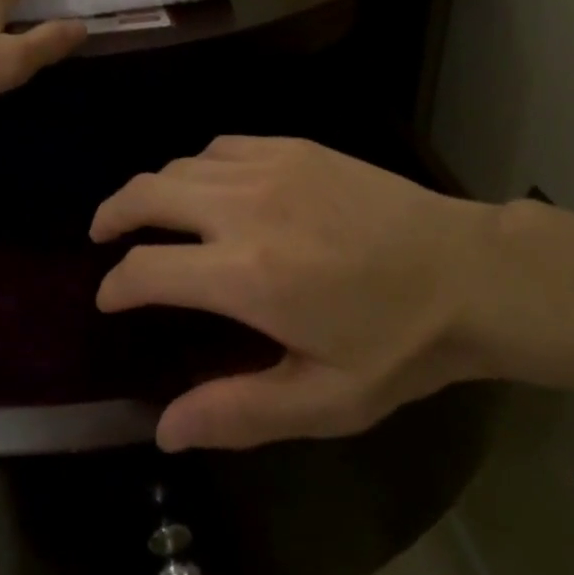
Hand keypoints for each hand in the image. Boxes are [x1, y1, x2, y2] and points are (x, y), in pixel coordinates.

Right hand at [91, 136, 492, 450]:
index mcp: (245, 275)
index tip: (110, 299)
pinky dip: (198, 165)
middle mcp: (244, 208)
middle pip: (147, 194)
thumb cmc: (399, 344)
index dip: (115, 286)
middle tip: (103, 236)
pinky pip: (222, 146)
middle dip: (112, 215)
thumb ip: (237, 412)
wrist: (470, 273)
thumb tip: (164, 428)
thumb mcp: (325, 400)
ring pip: (180, 164)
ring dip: (154, 189)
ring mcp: (271, 168)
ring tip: (150, 213)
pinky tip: (209, 186)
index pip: (145, 269)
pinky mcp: (296, 148)